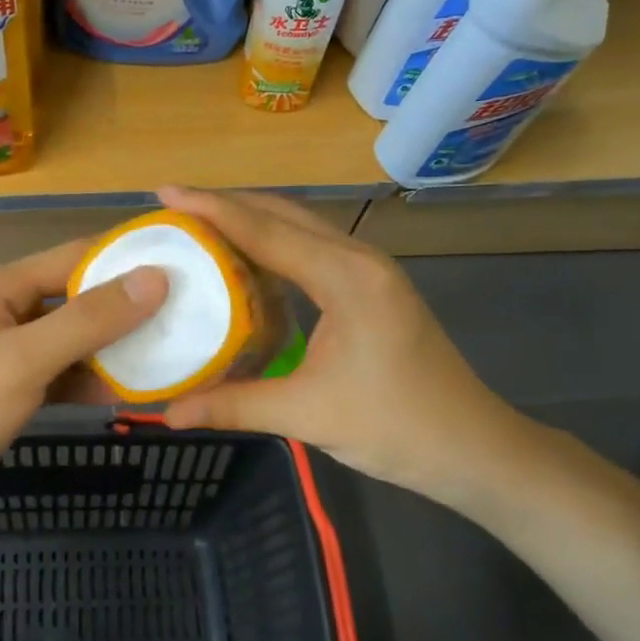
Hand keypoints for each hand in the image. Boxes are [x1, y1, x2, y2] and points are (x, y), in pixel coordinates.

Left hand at [0, 239, 166, 534]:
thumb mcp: (24, 361)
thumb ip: (88, 319)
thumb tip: (154, 278)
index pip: (73, 256)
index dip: (126, 259)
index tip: (183, 267)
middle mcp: (1, 308)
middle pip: (74, 296)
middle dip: (125, 306)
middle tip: (186, 315)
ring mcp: (3, 349)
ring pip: (70, 337)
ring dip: (112, 346)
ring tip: (169, 352)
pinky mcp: (7, 387)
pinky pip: (58, 371)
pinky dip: (88, 378)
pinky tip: (127, 390)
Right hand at [159, 187, 540, 513]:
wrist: (474, 448)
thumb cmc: (396, 428)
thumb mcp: (306, 415)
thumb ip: (234, 405)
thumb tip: (168, 413)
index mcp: (345, 277)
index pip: (265, 230)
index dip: (211, 209)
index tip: (165, 192)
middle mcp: (359, 259)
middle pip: (283, 214)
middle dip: (227, 205)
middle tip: (174, 208)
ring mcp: (371, 270)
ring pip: (300, 227)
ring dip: (251, 221)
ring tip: (200, 226)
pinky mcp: (373, 287)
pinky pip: (312, 249)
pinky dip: (273, 245)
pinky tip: (246, 262)